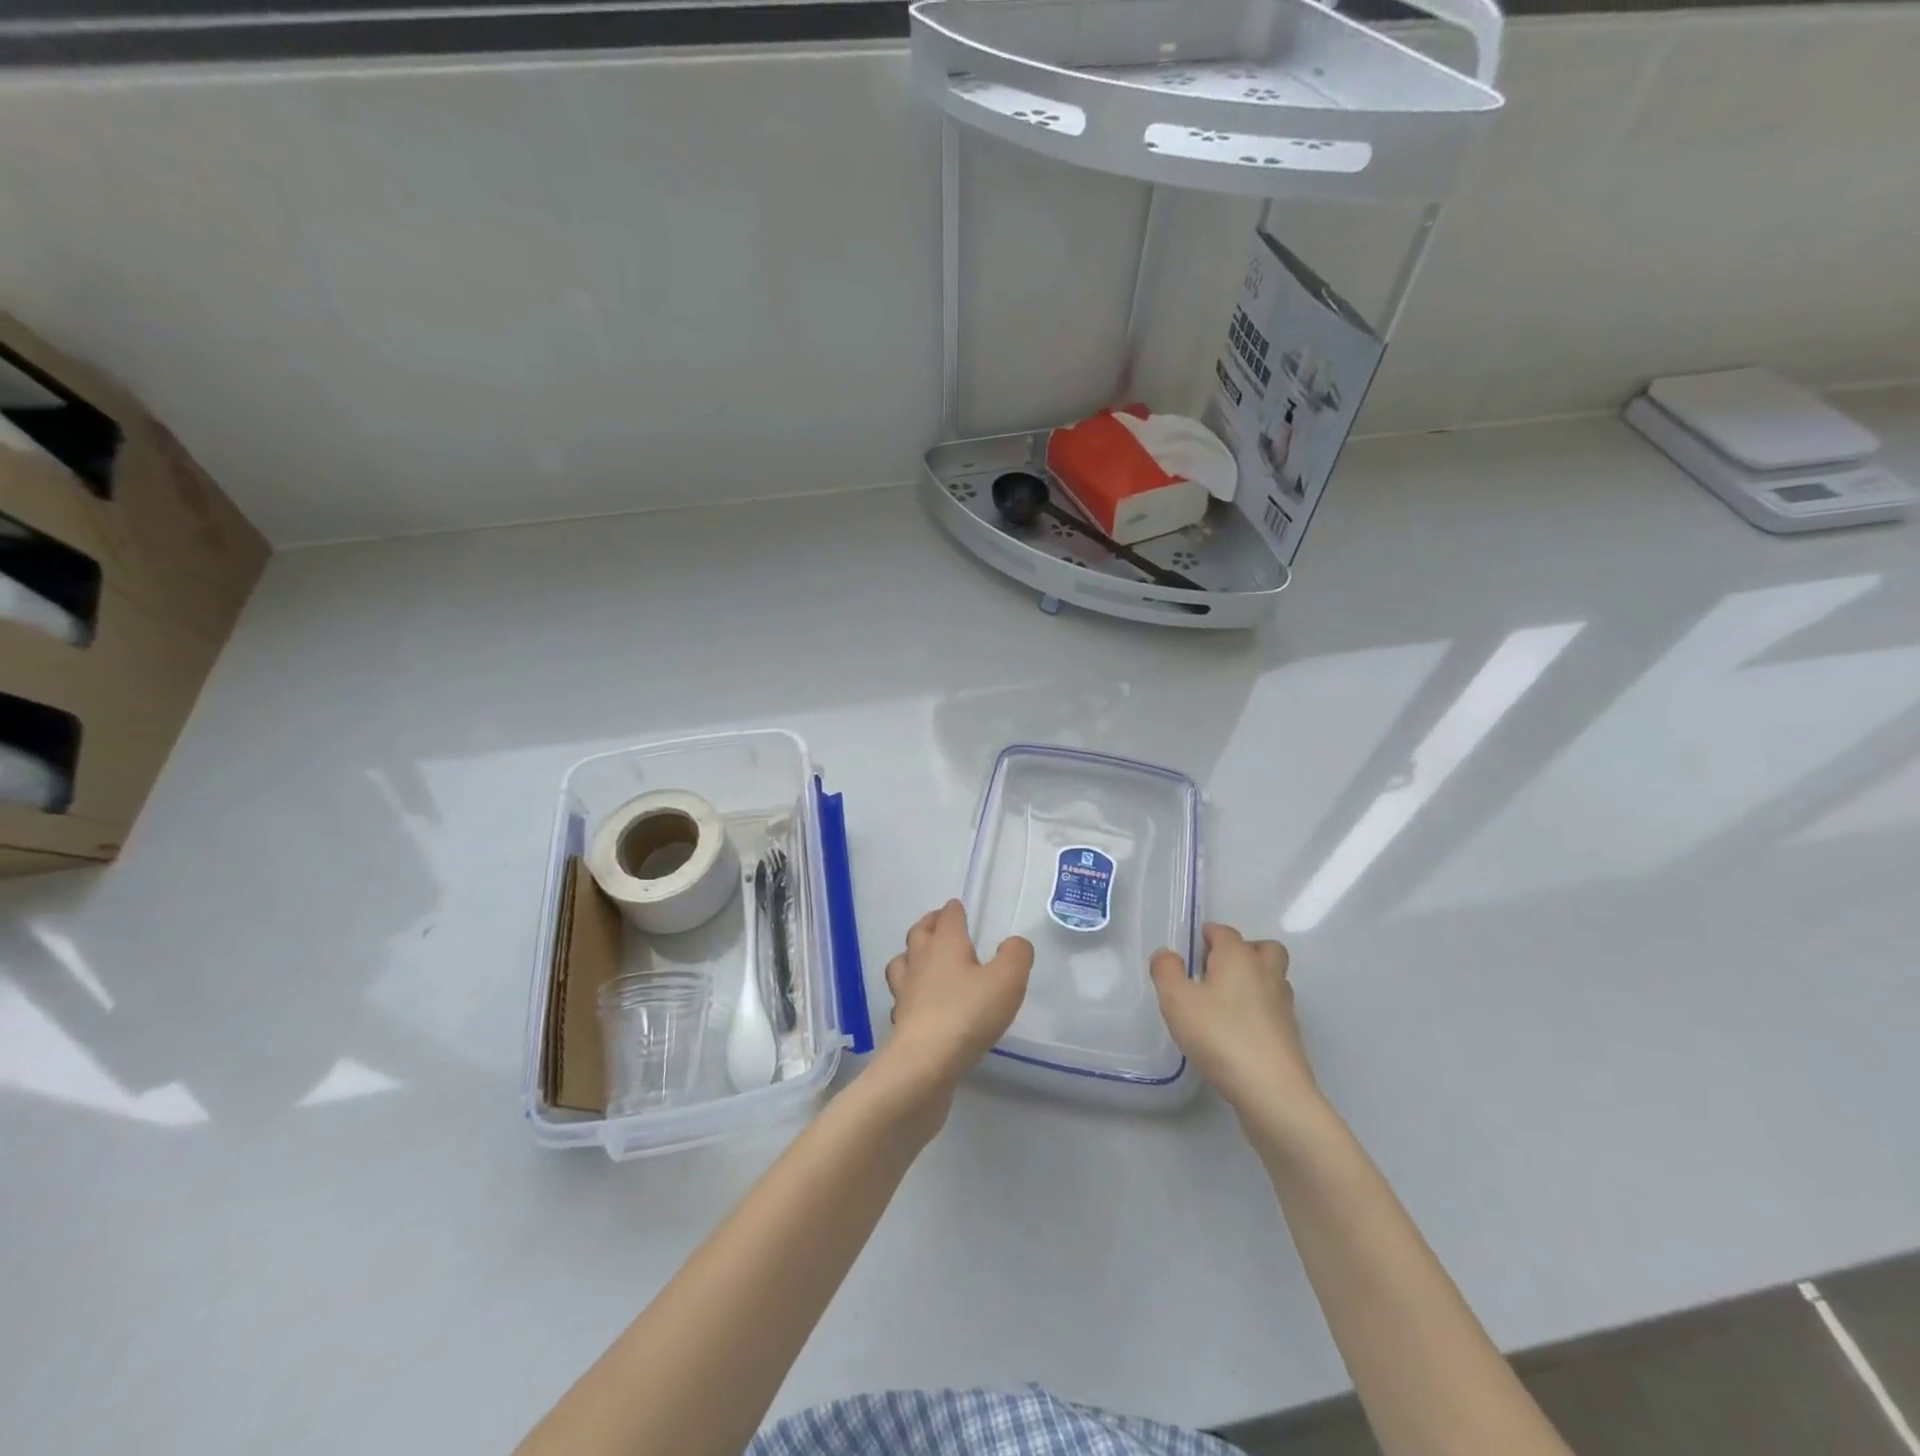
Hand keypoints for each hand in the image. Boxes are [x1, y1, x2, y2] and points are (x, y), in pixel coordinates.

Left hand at [881, 900, 1032, 1093]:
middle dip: (930, 925)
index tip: (958, 908)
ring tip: (924, 961)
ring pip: (902, 963)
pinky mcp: (901, 1021)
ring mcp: (906, 991)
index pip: (947, 917)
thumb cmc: (967, 1014)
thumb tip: (1013, 943)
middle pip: (919, 933)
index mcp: (945, 944)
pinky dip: (910, 994)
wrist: (924, 1064)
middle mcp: (920, 961)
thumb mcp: (1007, 980)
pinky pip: (902, 997)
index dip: (954, 910)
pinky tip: (921, 1003)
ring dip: (912, 956)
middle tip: (939, 924)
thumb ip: (1016, 956)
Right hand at [1151, 924, 1321, 1119]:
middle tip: (1216, 972)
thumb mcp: (1176, 1000)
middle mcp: (1265, 972)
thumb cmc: (1219, 1035)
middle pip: (1261, 948)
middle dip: (1241, 952)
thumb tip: (1168, 955)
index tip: (1190, 954)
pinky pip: (1274, 1006)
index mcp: (1238, 956)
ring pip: (1272, 976)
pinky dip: (1260, 1008)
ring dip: (1254, 979)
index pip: (1224, 932)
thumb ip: (1166, 971)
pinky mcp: (1291, 1032)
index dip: (1206, 937)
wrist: (1271, 1089)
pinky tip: (1239, 1029)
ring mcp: (1284, 1003)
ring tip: (1226, 1001)